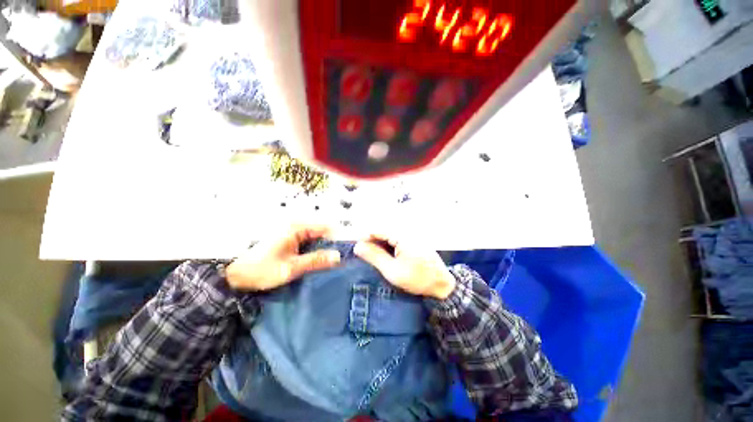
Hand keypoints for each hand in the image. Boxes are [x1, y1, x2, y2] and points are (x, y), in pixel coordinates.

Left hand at [225, 224, 340, 290]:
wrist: (232, 275)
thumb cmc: (261, 269)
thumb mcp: (291, 268)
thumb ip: (316, 261)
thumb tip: (338, 256)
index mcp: (297, 227)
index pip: (326, 227)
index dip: (337, 239)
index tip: (344, 253)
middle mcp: (296, 226)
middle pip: (321, 232)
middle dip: (330, 245)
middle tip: (337, 261)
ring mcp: (291, 233)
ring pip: (315, 238)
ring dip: (322, 249)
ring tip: (328, 263)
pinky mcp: (288, 240)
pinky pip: (307, 242)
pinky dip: (313, 251)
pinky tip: (315, 261)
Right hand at [354, 234, 455, 299]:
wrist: (442, 285)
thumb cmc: (417, 279)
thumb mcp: (392, 270)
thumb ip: (374, 256)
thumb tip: (357, 246)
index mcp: (403, 235)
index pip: (378, 230)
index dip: (365, 237)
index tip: (356, 247)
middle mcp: (408, 231)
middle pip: (384, 231)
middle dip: (372, 241)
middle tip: (363, 254)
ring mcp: (413, 235)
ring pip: (390, 235)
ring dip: (380, 244)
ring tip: (372, 255)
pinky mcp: (415, 240)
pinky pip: (398, 239)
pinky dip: (389, 246)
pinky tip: (386, 255)